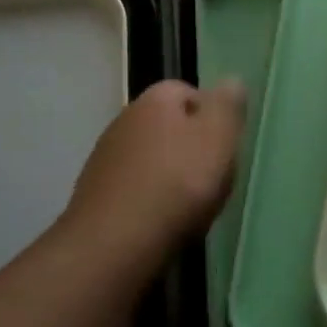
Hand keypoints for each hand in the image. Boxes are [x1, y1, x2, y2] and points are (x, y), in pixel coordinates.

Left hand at [62, 79, 244, 259]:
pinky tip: (164, 221)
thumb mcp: (219, 138)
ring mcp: (105, 159)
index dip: (211, 115)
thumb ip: (228, 105)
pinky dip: (151, 199)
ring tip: (191, 205)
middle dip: (191, 146)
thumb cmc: (177, 184)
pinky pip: (135, 188)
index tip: (226, 144)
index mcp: (155, 100)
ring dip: (170, 174)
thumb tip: (231, 81)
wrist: (113, 245)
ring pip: (151, 158)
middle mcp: (124, 120)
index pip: (188, 91)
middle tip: (214, 176)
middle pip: (168, 125)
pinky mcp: (95, 195)